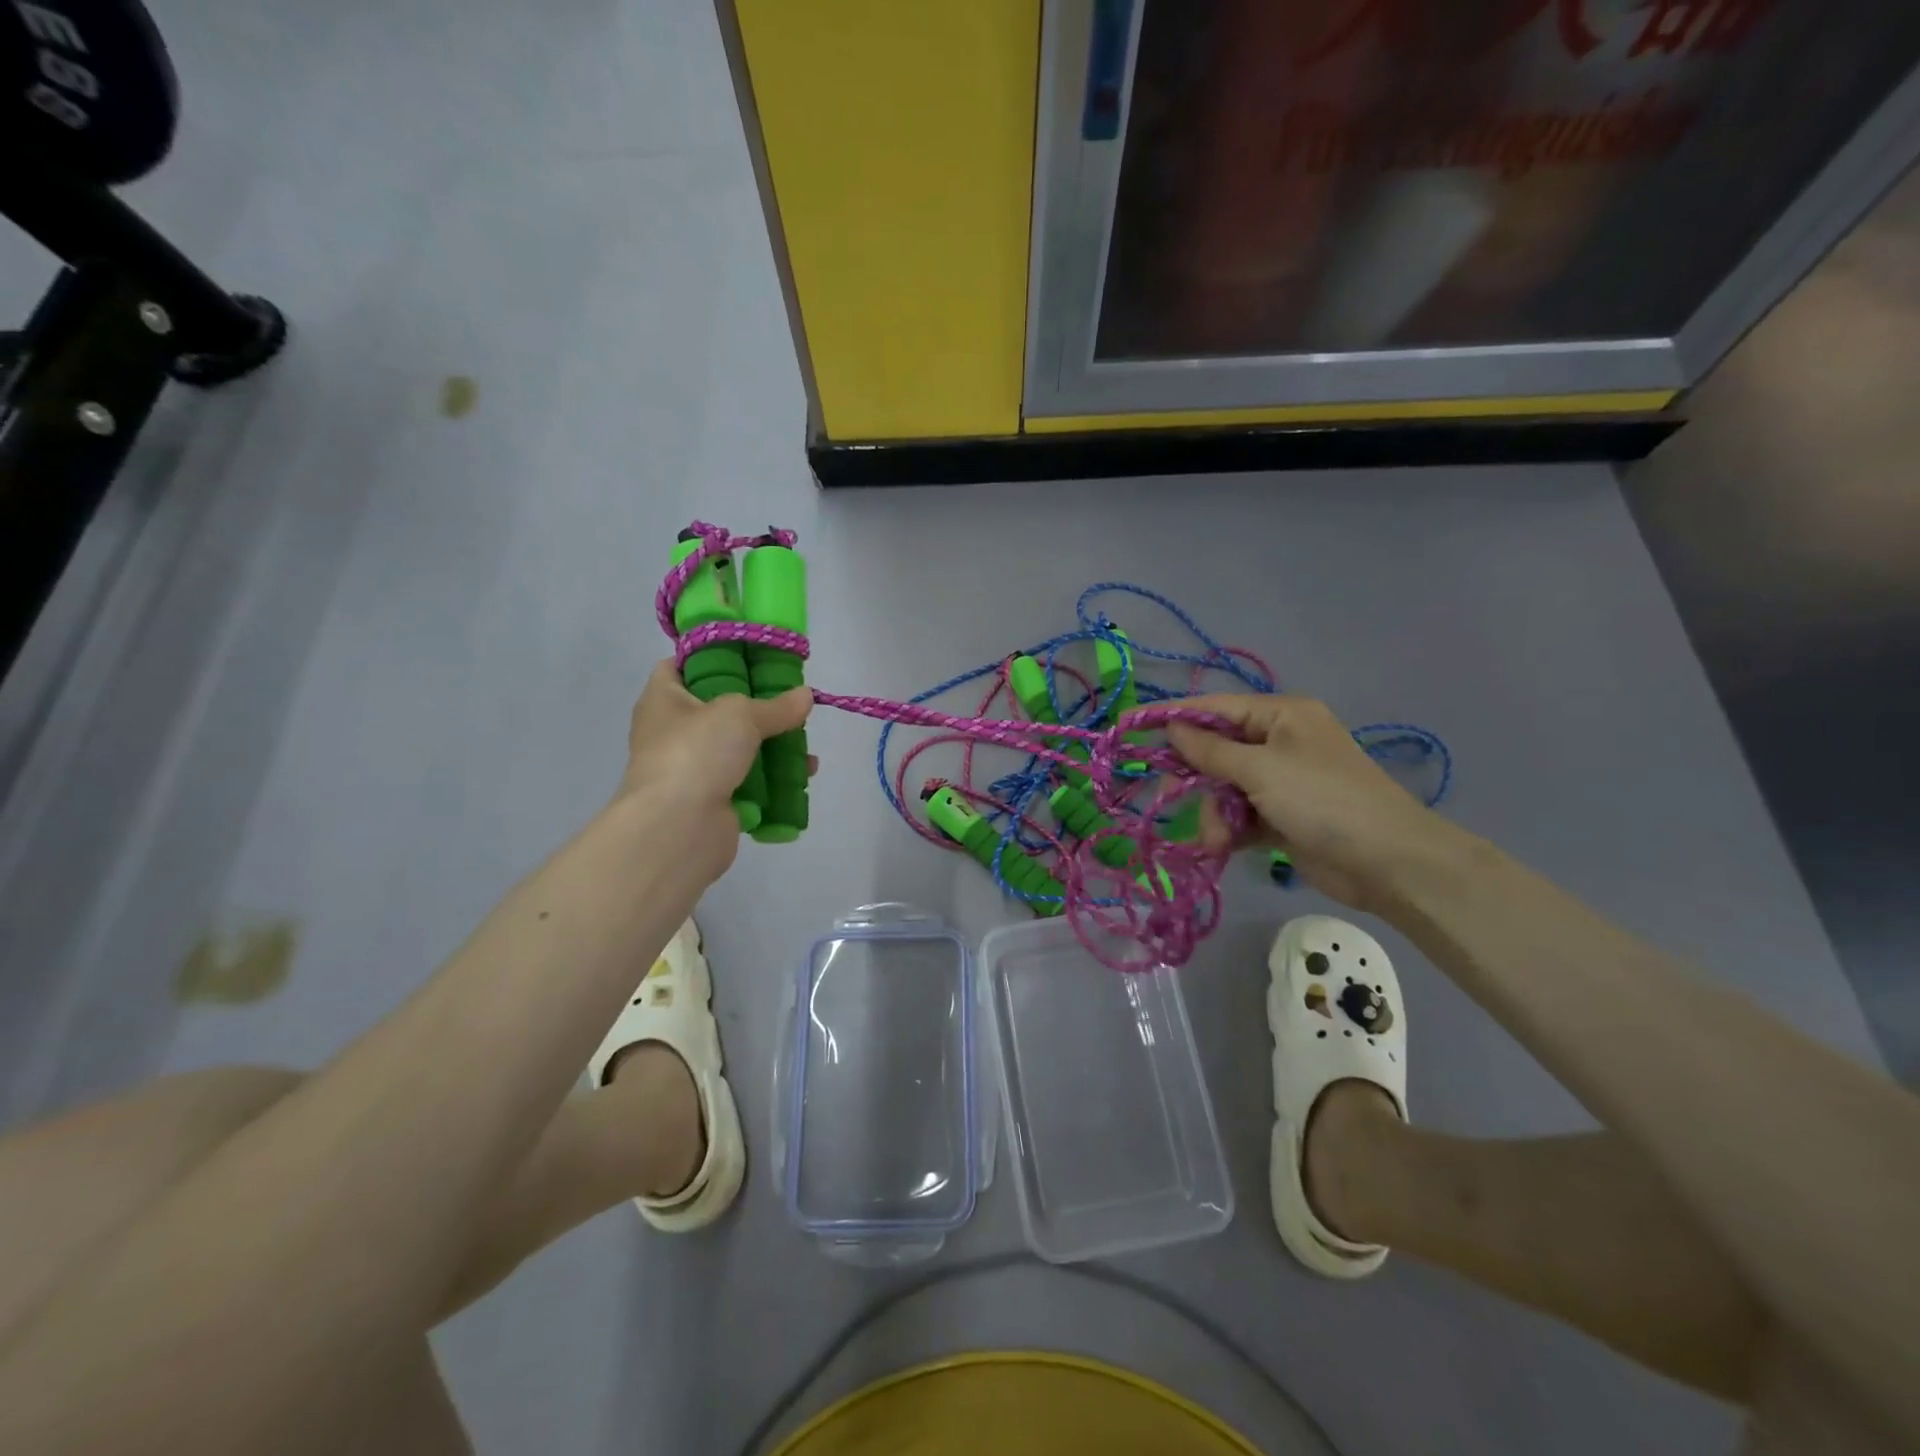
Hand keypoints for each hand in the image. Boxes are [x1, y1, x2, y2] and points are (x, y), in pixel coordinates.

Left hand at [615, 660, 813, 881]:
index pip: (677, 666)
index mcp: (662, 700)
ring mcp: (691, 768)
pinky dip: (774, 778)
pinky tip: (803, 773)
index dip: (708, 656)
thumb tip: (806, 696)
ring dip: (772, 744)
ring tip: (803, 737)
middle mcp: (672, 732)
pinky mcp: (712, 800)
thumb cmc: (697, 753)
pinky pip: (748, 781)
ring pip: (737, 747)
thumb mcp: (741, 714)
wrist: (678, 828)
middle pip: (717, 708)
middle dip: (756, 705)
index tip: (747, 655)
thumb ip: (776, 705)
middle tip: (787, 698)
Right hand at [1167, 694, 1455, 911]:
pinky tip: (1225, 847)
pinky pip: (1239, 815)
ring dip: (1214, 814)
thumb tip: (1171, 727)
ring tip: (1219, 840)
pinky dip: (1229, 829)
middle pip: (1215, 751)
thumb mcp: (1261, 770)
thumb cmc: (1324, 801)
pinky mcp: (1281, 817)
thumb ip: (1210, 750)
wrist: (1389, 863)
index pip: (1214, 708)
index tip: (1130, 726)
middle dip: (1197, 779)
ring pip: (1223, 789)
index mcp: (1280, 716)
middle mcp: (1279, 742)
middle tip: (1168, 796)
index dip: (1171, 716)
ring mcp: (1281, 781)